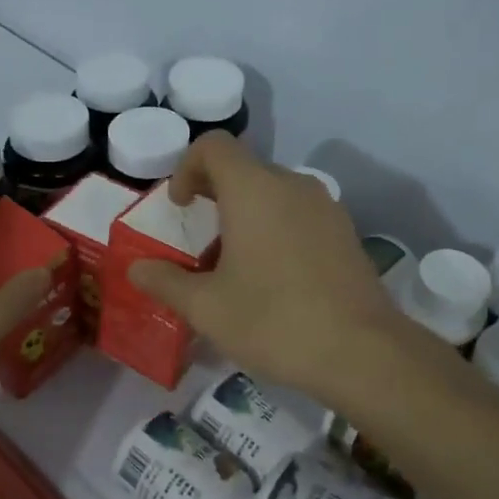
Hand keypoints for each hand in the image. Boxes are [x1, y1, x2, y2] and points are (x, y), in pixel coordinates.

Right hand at [127, 134, 413, 409]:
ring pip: (274, 192)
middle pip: (244, 168)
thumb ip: (165, 281)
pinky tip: (274, 277)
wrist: (362, 352)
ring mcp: (325, 207)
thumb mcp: (207, 308)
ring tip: (234, 263)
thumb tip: (135, 269)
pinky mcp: (345, 232)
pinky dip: (276, 227)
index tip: (179, 207)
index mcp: (254, 189)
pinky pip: (299, 213)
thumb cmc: (274, 320)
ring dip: (246, 213)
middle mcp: (292, 185)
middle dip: (213, 194)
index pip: (214, 146)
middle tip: (199, 240)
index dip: (186, 167)